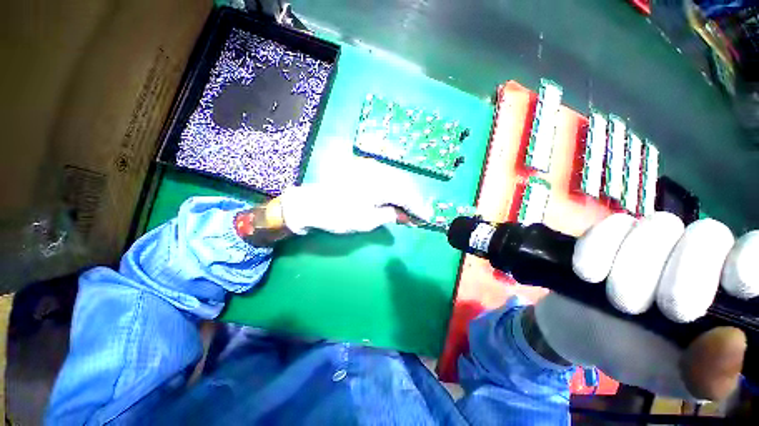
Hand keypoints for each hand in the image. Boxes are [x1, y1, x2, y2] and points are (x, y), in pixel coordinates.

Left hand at [279, 158, 432, 234]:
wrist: (312, 204)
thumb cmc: (339, 215)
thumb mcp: (367, 221)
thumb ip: (390, 215)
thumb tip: (405, 216)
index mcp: (380, 184)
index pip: (407, 196)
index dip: (418, 208)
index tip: (427, 219)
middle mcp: (378, 171)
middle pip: (404, 185)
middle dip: (413, 201)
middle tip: (418, 216)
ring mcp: (370, 168)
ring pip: (396, 180)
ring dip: (404, 195)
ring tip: (408, 210)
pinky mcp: (364, 169)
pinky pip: (386, 178)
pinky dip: (393, 189)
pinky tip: (395, 199)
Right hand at [533, 212, 758, 400]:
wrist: (577, 330)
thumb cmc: (632, 357)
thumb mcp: (669, 379)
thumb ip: (704, 376)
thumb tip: (732, 342)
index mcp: (724, 291)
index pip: (754, 254)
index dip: (750, 258)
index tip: (735, 283)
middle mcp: (696, 256)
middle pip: (707, 234)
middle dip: (683, 274)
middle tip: (660, 310)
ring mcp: (652, 240)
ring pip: (658, 225)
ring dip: (633, 265)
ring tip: (619, 300)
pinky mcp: (611, 234)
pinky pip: (611, 225)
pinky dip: (598, 248)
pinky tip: (588, 274)